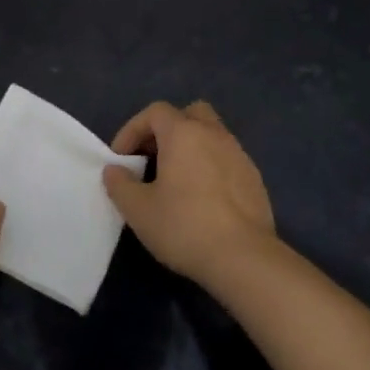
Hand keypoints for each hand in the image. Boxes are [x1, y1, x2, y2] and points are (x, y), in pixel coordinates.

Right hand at [103, 100, 277, 290]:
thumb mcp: (138, 210)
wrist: (244, 258)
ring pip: (211, 136)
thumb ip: (120, 184)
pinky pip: (226, 159)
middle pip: (189, 114)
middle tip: (152, 157)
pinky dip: (210, 167)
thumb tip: (114, 170)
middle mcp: (214, 134)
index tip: (121, 159)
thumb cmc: (184, 226)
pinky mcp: (254, 178)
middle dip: (167, 130)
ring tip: (176, 180)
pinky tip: (203, 198)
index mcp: (183, 133)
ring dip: (190, 148)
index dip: (132, 130)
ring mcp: (239, 154)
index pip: (154, 112)